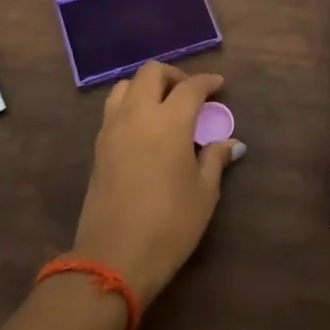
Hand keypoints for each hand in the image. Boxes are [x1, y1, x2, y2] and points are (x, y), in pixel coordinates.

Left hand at [72, 61, 240, 304]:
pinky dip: (131, 104)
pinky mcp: (98, 146)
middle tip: (190, 93)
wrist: (114, 256)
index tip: (219, 85)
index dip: (207, 82)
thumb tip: (230, 143)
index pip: (190, 87)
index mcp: (169, 121)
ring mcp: (112, 128)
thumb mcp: (204, 193)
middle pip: (151, 73)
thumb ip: (215, 159)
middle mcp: (138, 114)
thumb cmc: (170, 224)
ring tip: (164, 105)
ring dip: (147, 86)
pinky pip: (114, 108)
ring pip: (126, 85)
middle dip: (174, 75)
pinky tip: (145, 128)